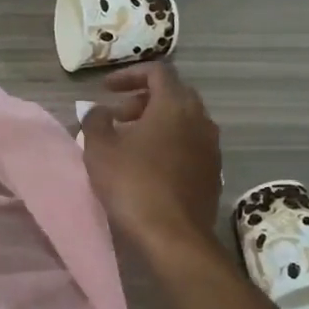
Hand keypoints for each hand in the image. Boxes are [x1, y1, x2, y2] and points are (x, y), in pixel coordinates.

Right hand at [80, 62, 222, 257]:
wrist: (174, 236)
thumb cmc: (133, 185)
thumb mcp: (100, 150)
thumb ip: (95, 121)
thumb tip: (97, 110)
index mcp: (174, 105)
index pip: (157, 71)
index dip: (129, 75)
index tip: (106, 89)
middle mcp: (200, 118)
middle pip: (172, 95)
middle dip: (142, 100)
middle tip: (117, 116)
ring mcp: (211, 146)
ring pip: (183, 120)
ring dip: (156, 123)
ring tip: (129, 142)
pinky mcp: (213, 171)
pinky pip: (190, 144)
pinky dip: (169, 143)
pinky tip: (149, 165)